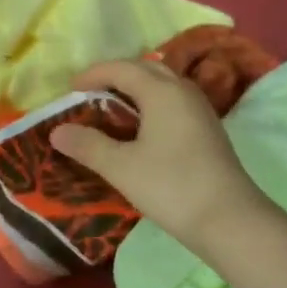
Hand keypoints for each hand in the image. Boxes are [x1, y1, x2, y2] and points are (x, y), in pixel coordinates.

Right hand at [49, 59, 263, 249]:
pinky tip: (140, 132)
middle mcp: (183, 92)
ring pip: (162, 87)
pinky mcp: (207, 131)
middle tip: (90, 96)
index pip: (122, 68)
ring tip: (111, 112)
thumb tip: (57, 131)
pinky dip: (150, 107)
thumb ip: (88, 146)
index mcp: (162, 91)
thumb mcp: (121, 167)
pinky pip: (173, 105)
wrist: (228, 219)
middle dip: (115, 77)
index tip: (70, 90)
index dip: (93, 74)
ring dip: (135, 91)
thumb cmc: (170, 186)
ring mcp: (199, 111)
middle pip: (145, 70)